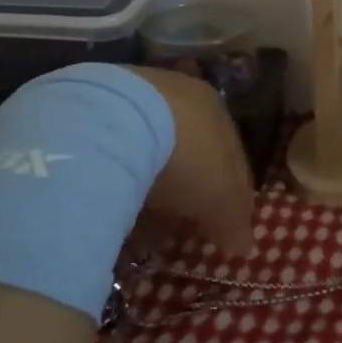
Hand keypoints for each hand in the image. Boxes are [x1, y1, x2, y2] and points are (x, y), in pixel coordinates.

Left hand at [126, 67, 254, 256]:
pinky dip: (119, 176)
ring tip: (140, 219)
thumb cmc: (186, 157)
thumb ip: (235, 222)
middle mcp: (181, 96)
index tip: (222, 227)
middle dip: (188, 188)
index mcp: (217, 109)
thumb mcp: (220, 198)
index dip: (231, 195)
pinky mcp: (96, 107)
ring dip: (151, 183)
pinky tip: (112, 200)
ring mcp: (136, 97)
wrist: (116, 122)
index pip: (232, 157)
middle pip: (191, 150)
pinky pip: (116, 150)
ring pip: (151, 149)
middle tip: (179, 224)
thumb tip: (245, 246)